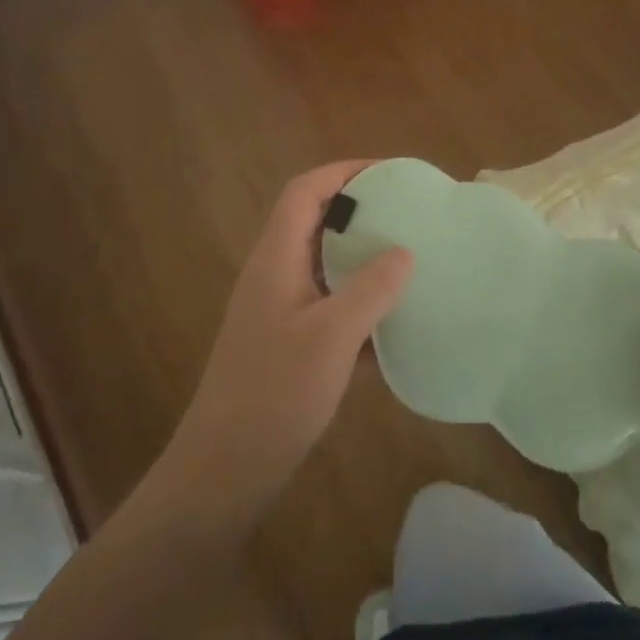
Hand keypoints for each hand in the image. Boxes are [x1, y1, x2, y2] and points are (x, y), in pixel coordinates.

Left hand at [165, 162, 413, 508]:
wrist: (227, 468)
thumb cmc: (275, 394)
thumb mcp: (331, 337)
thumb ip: (370, 289)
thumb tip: (404, 250)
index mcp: (276, 260)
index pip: (304, 192)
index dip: (344, 172)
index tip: (392, 174)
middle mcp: (275, 276)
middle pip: (315, 223)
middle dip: (361, 211)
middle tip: (411, 215)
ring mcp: (282, 311)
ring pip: (326, 266)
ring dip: (364, 258)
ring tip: (412, 258)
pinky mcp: (292, 343)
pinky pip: (332, 306)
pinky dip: (362, 303)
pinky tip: (398, 320)